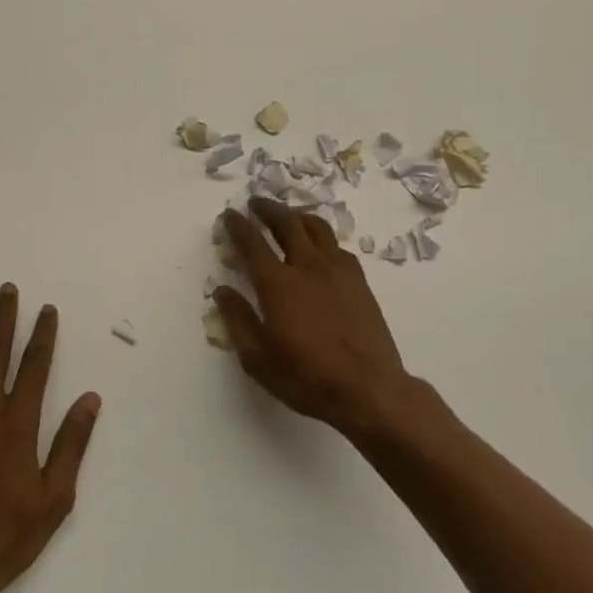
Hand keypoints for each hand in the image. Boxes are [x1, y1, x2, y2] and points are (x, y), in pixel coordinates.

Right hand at [216, 200, 411, 436]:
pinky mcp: (359, 279)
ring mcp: (337, 270)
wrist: (369, 389)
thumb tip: (222, 291)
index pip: (252, 243)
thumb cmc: (307, 377)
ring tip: (288, 215)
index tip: (229, 214)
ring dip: (297, 215)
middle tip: (256, 203)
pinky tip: (319, 246)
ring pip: (316, 227)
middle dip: (267, 208)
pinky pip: (336, 244)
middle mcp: (307, 266)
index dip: (238, 225)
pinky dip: (321, 236)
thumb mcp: (258, 359)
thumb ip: (238, 320)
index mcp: (278, 284)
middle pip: (286, 223)